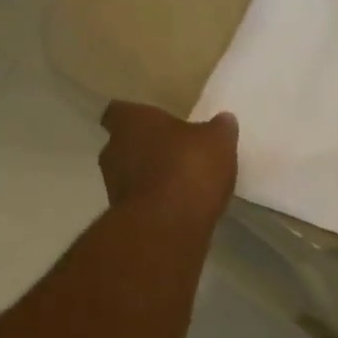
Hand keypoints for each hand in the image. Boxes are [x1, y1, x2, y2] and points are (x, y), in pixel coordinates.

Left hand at [99, 101, 237, 223]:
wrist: (168, 226)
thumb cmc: (188, 168)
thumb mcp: (217, 142)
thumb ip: (219, 129)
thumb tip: (224, 121)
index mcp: (131, 122)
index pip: (120, 111)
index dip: (135, 117)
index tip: (152, 124)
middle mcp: (113, 150)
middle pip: (123, 145)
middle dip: (143, 149)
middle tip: (170, 153)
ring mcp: (113, 186)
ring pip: (128, 175)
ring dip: (147, 178)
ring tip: (176, 183)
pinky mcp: (122, 216)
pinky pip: (138, 202)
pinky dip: (152, 203)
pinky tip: (175, 207)